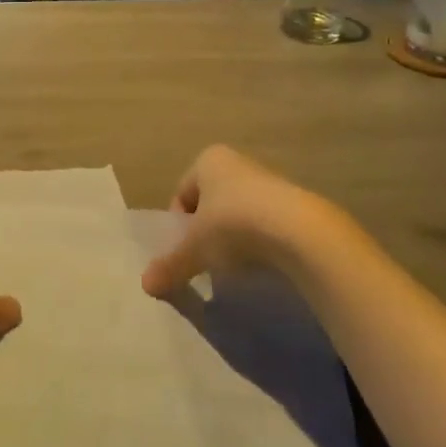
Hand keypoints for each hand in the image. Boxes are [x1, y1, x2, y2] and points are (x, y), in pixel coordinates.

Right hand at [142, 145, 325, 295]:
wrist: (300, 232)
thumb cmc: (234, 225)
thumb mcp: (195, 249)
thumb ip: (170, 265)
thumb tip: (146, 285)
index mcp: (208, 161)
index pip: (182, 195)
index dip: (179, 226)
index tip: (186, 252)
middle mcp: (236, 163)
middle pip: (210, 203)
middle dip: (206, 232)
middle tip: (207, 260)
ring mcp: (268, 181)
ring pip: (237, 214)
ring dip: (233, 238)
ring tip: (235, 266)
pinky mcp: (293, 203)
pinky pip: (264, 224)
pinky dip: (258, 243)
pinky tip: (261, 263)